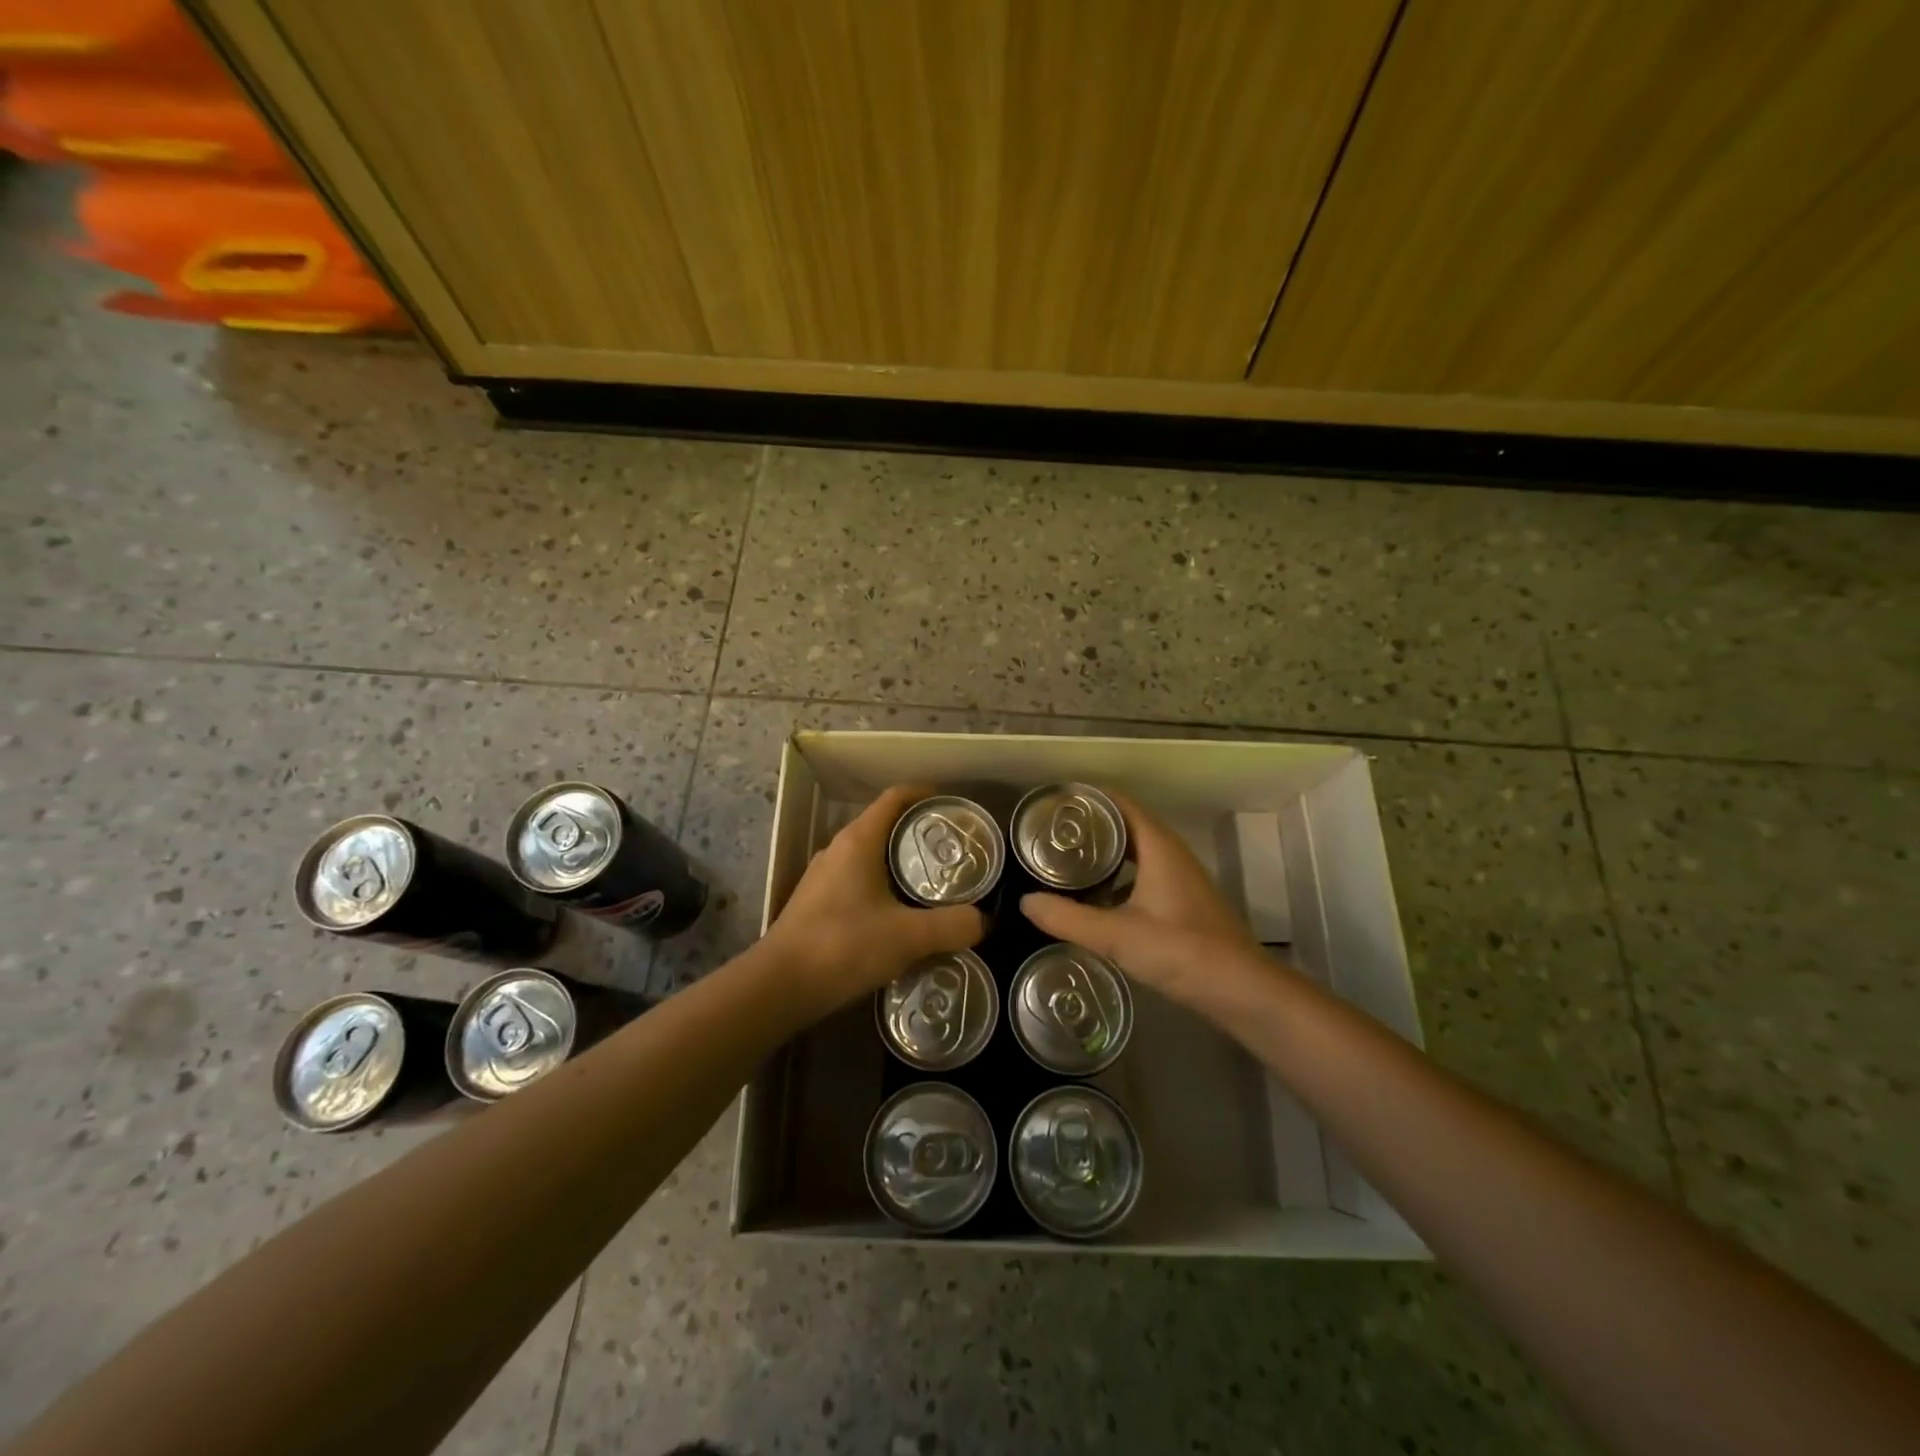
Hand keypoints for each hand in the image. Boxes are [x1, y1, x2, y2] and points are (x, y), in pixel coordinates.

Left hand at [762, 784, 985, 1008]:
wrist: (779, 986)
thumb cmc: (844, 946)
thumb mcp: (908, 937)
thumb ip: (952, 926)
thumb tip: (984, 921)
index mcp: (859, 841)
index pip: (896, 798)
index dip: (926, 795)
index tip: (954, 807)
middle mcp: (838, 849)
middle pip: (885, 825)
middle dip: (920, 833)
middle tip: (955, 852)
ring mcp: (823, 876)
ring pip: (869, 856)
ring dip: (900, 863)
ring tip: (934, 884)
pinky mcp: (816, 902)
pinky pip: (856, 880)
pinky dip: (882, 886)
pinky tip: (899, 916)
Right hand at [1021, 791, 1268, 1007]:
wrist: (1241, 990)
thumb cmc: (1181, 950)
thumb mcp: (1116, 935)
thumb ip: (1068, 918)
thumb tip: (1024, 902)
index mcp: (1158, 846)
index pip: (1119, 804)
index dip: (1087, 799)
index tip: (1052, 803)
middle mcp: (1171, 854)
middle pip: (1125, 826)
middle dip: (1089, 827)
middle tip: (1049, 834)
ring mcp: (1180, 879)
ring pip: (1135, 853)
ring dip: (1104, 854)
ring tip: (1064, 862)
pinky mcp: (1182, 903)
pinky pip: (1142, 875)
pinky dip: (1117, 878)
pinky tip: (1094, 899)